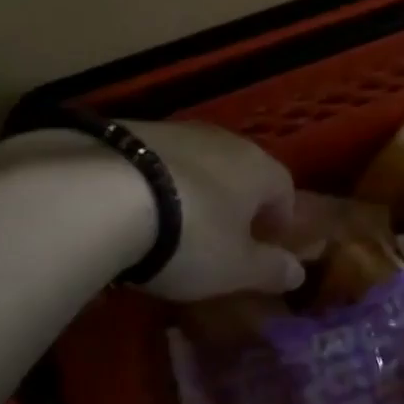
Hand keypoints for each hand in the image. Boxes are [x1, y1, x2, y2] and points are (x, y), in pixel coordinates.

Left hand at [124, 121, 305, 301]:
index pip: (284, 188)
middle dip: (237, 199)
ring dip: (194, 188)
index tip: (269, 242)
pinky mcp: (131, 130)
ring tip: (173, 223)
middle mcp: (224, 141)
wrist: (103, 194)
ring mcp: (176, 131)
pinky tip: (134, 208)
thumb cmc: (189, 236)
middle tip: (223, 235)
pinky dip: (154, 182)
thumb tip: (299, 272)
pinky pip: (156, 160)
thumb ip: (270, 270)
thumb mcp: (234, 268)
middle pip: (241, 169)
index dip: (280, 217)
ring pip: (198, 162)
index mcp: (259, 168)